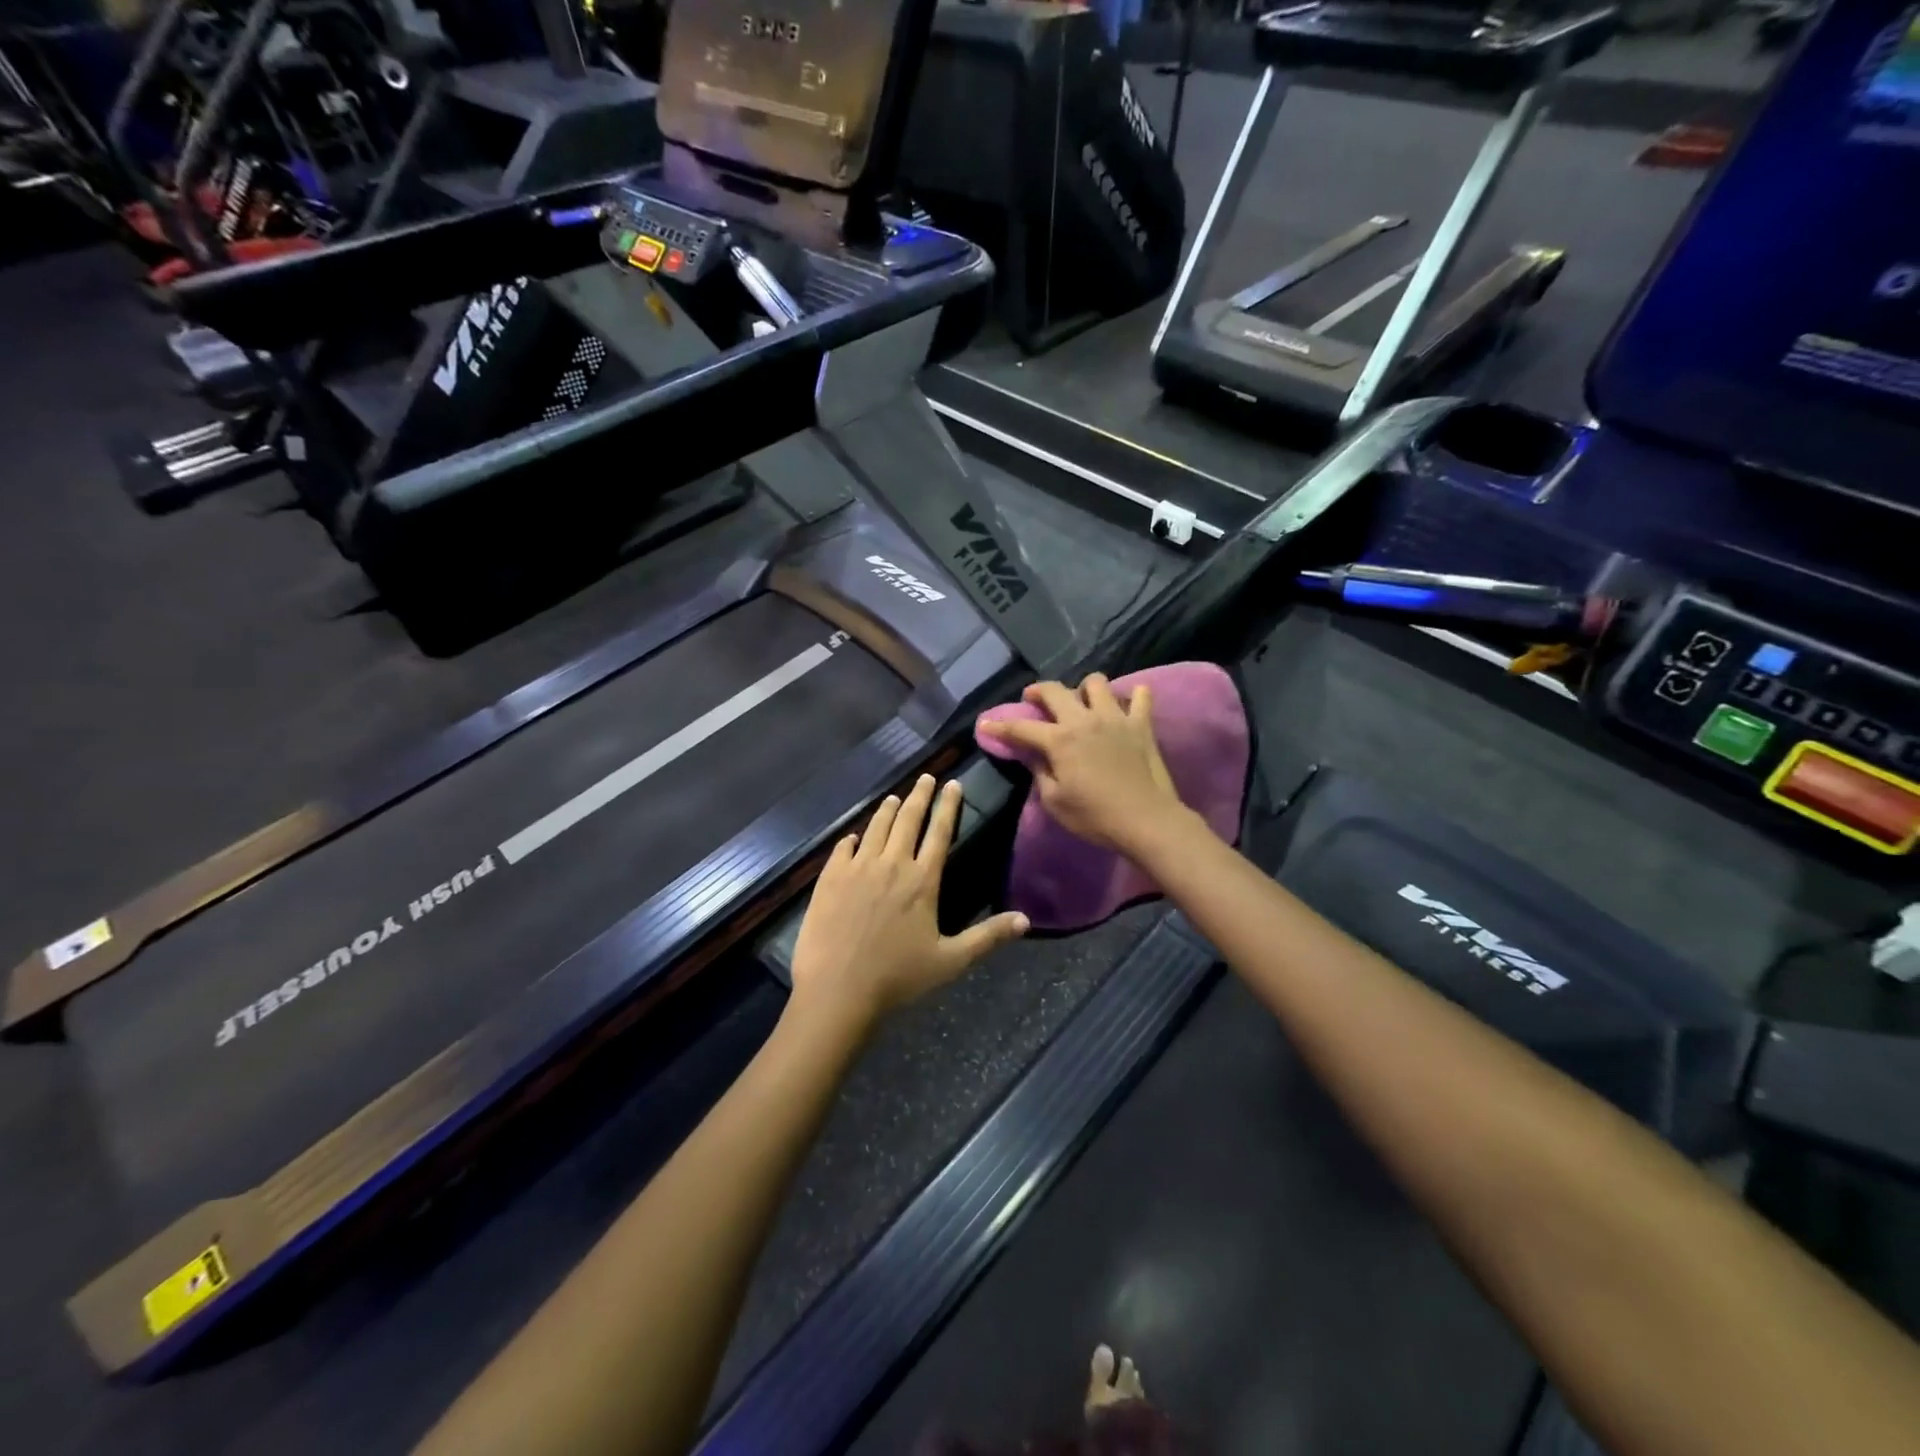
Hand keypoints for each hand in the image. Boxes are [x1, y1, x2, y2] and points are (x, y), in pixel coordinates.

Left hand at [789, 775, 1028, 1025]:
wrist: (838, 990)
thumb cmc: (898, 977)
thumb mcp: (950, 961)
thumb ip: (987, 937)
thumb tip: (1026, 920)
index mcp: (922, 880)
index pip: (939, 832)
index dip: (948, 805)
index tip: (952, 784)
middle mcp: (891, 864)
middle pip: (907, 820)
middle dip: (919, 795)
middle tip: (926, 777)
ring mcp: (857, 868)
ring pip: (875, 828)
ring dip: (887, 810)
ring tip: (895, 798)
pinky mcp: (830, 878)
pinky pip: (842, 848)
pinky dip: (852, 838)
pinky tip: (853, 837)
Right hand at [978, 675, 1186, 855]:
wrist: (1146, 820)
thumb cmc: (1094, 816)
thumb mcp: (1054, 801)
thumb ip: (1040, 772)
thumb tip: (1032, 755)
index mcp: (1059, 740)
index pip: (1021, 727)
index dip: (999, 726)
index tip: (985, 724)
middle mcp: (1084, 719)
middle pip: (1055, 690)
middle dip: (1037, 691)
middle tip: (1032, 699)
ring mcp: (1116, 718)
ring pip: (1096, 683)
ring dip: (1084, 688)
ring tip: (1082, 702)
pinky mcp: (1142, 724)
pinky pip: (1141, 696)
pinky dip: (1133, 696)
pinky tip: (1127, 705)